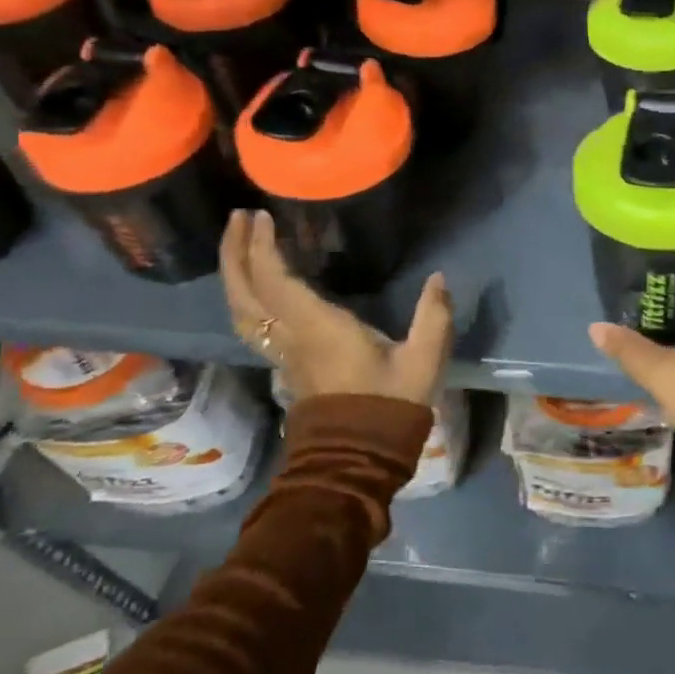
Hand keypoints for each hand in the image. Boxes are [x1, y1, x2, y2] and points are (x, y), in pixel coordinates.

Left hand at [222, 210, 453, 407]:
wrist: (358, 456)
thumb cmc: (389, 404)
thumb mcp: (424, 359)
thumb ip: (434, 316)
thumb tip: (439, 278)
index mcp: (317, 328)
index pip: (275, 282)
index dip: (262, 248)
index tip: (261, 216)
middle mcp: (290, 337)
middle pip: (244, 293)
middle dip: (235, 254)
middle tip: (237, 218)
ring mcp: (282, 352)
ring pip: (241, 310)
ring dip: (235, 274)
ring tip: (239, 244)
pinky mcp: (285, 363)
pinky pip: (252, 323)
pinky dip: (246, 296)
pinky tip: (257, 285)